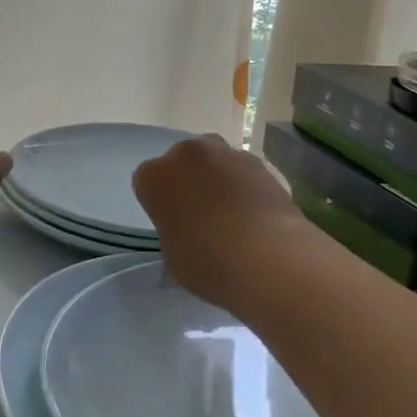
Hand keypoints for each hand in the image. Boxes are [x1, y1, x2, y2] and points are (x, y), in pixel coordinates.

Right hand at [133, 134, 304, 313]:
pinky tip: (255, 214)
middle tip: (201, 216)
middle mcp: (186, 154)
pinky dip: (245, 186)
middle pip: (182, 163)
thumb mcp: (173, 255)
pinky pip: (243, 172)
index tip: (172, 223)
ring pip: (214, 162)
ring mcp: (225, 153)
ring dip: (218, 179)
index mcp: (154, 176)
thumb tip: (188, 229)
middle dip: (189, 182)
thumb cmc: (208, 262)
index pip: (148, 182)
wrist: (268, 258)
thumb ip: (173, 230)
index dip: (160, 203)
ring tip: (232, 215)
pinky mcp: (258, 162)